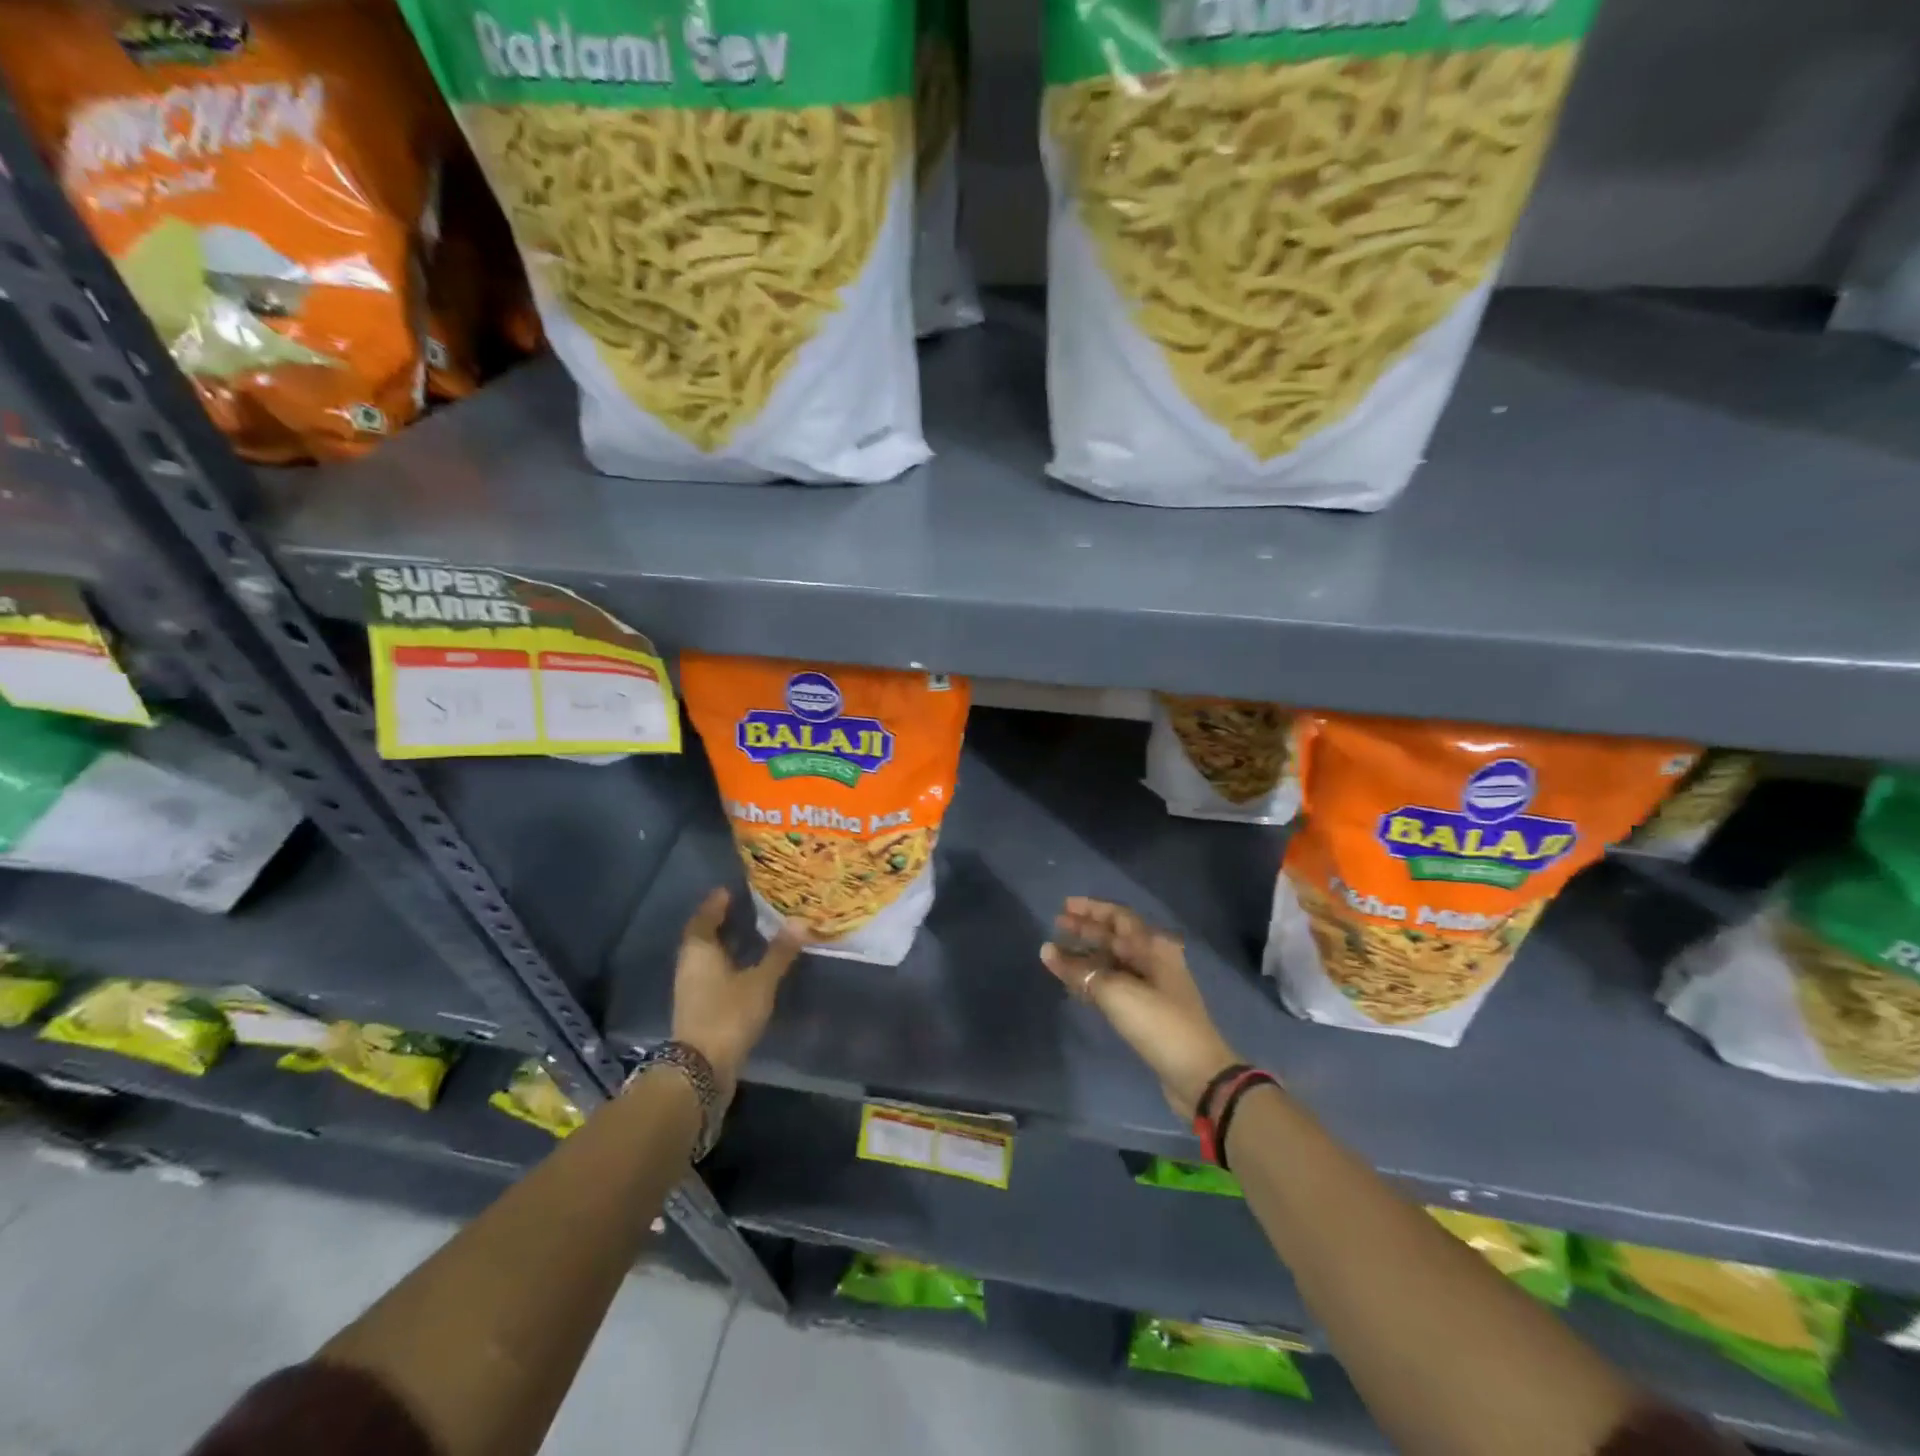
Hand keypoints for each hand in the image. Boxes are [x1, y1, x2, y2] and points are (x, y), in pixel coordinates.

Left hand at [671, 888, 803, 1094]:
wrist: (701, 1069)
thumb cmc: (728, 1014)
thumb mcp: (760, 981)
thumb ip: (779, 953)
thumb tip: (800, 922)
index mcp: (699, 951)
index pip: (704, 918)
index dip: (715, 904)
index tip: (728, 891)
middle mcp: (689, 966)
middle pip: (702, 937)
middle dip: (720, 923)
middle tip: (743, 909)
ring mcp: (690, 990)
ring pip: (706, 958)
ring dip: (724, 946)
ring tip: (749, 936)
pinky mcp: (697, 1009)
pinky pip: (711, 976)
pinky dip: (726, 966)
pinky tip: (745, 969)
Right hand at [1041, 897, 1239, 1118]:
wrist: (1197, 1074)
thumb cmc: (1159, 1023)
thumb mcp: (1116, 993)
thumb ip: (1079, 971)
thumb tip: (1047, 950)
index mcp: (1153, 947)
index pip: (1118, 917)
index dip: (1091, 909)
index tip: (1064, 906)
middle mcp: (1153, 960)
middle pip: (1114, 938)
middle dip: (1085, 931)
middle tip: (1055, 926)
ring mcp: (1151, 986)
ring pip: (1112, 963)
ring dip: (1085, 957)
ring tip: (1057, 955)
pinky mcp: (1146, 1011)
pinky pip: (1113, 985)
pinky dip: (1093, 981)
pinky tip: (1073, 984)